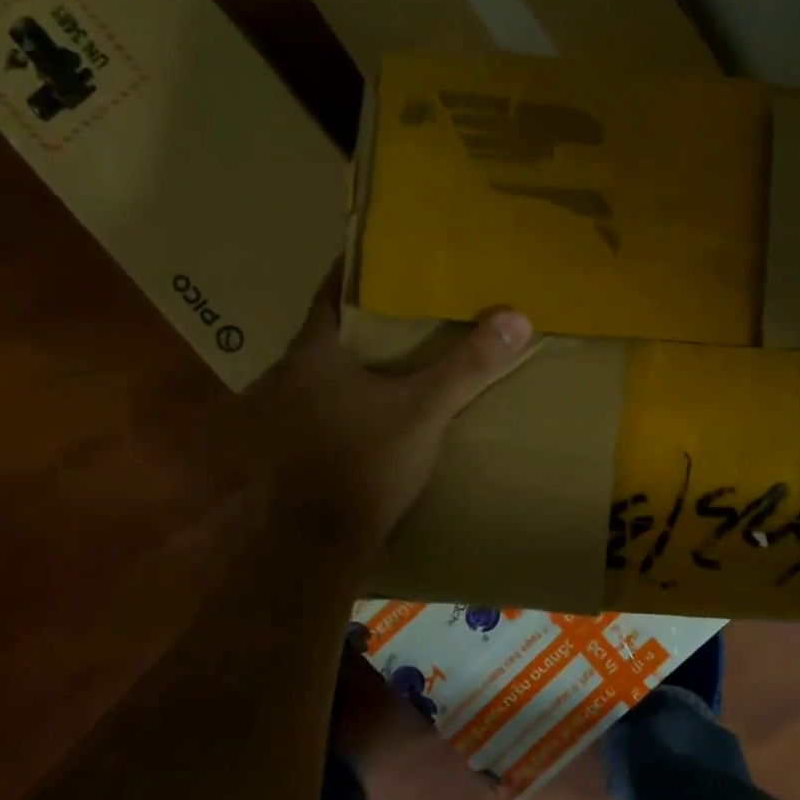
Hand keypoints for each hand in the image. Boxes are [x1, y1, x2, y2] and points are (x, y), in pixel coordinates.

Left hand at [245, 269, 532, 554]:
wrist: (320, 544)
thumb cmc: (366, 464)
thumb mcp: (425, 411)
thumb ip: (467, 365)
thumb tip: (516, 318)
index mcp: (313, 353)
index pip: (332, 292)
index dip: (358, 271)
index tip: (389, 256)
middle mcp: (288, 374)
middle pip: (329, 329)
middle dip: (365, 315)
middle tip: (408, 300)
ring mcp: (283, 411)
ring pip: (323, 366)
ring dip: (355, 355)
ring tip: (398, 345)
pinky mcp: (291, 443)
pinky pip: (322, 398)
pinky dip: (347, 389)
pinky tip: (375, 398)